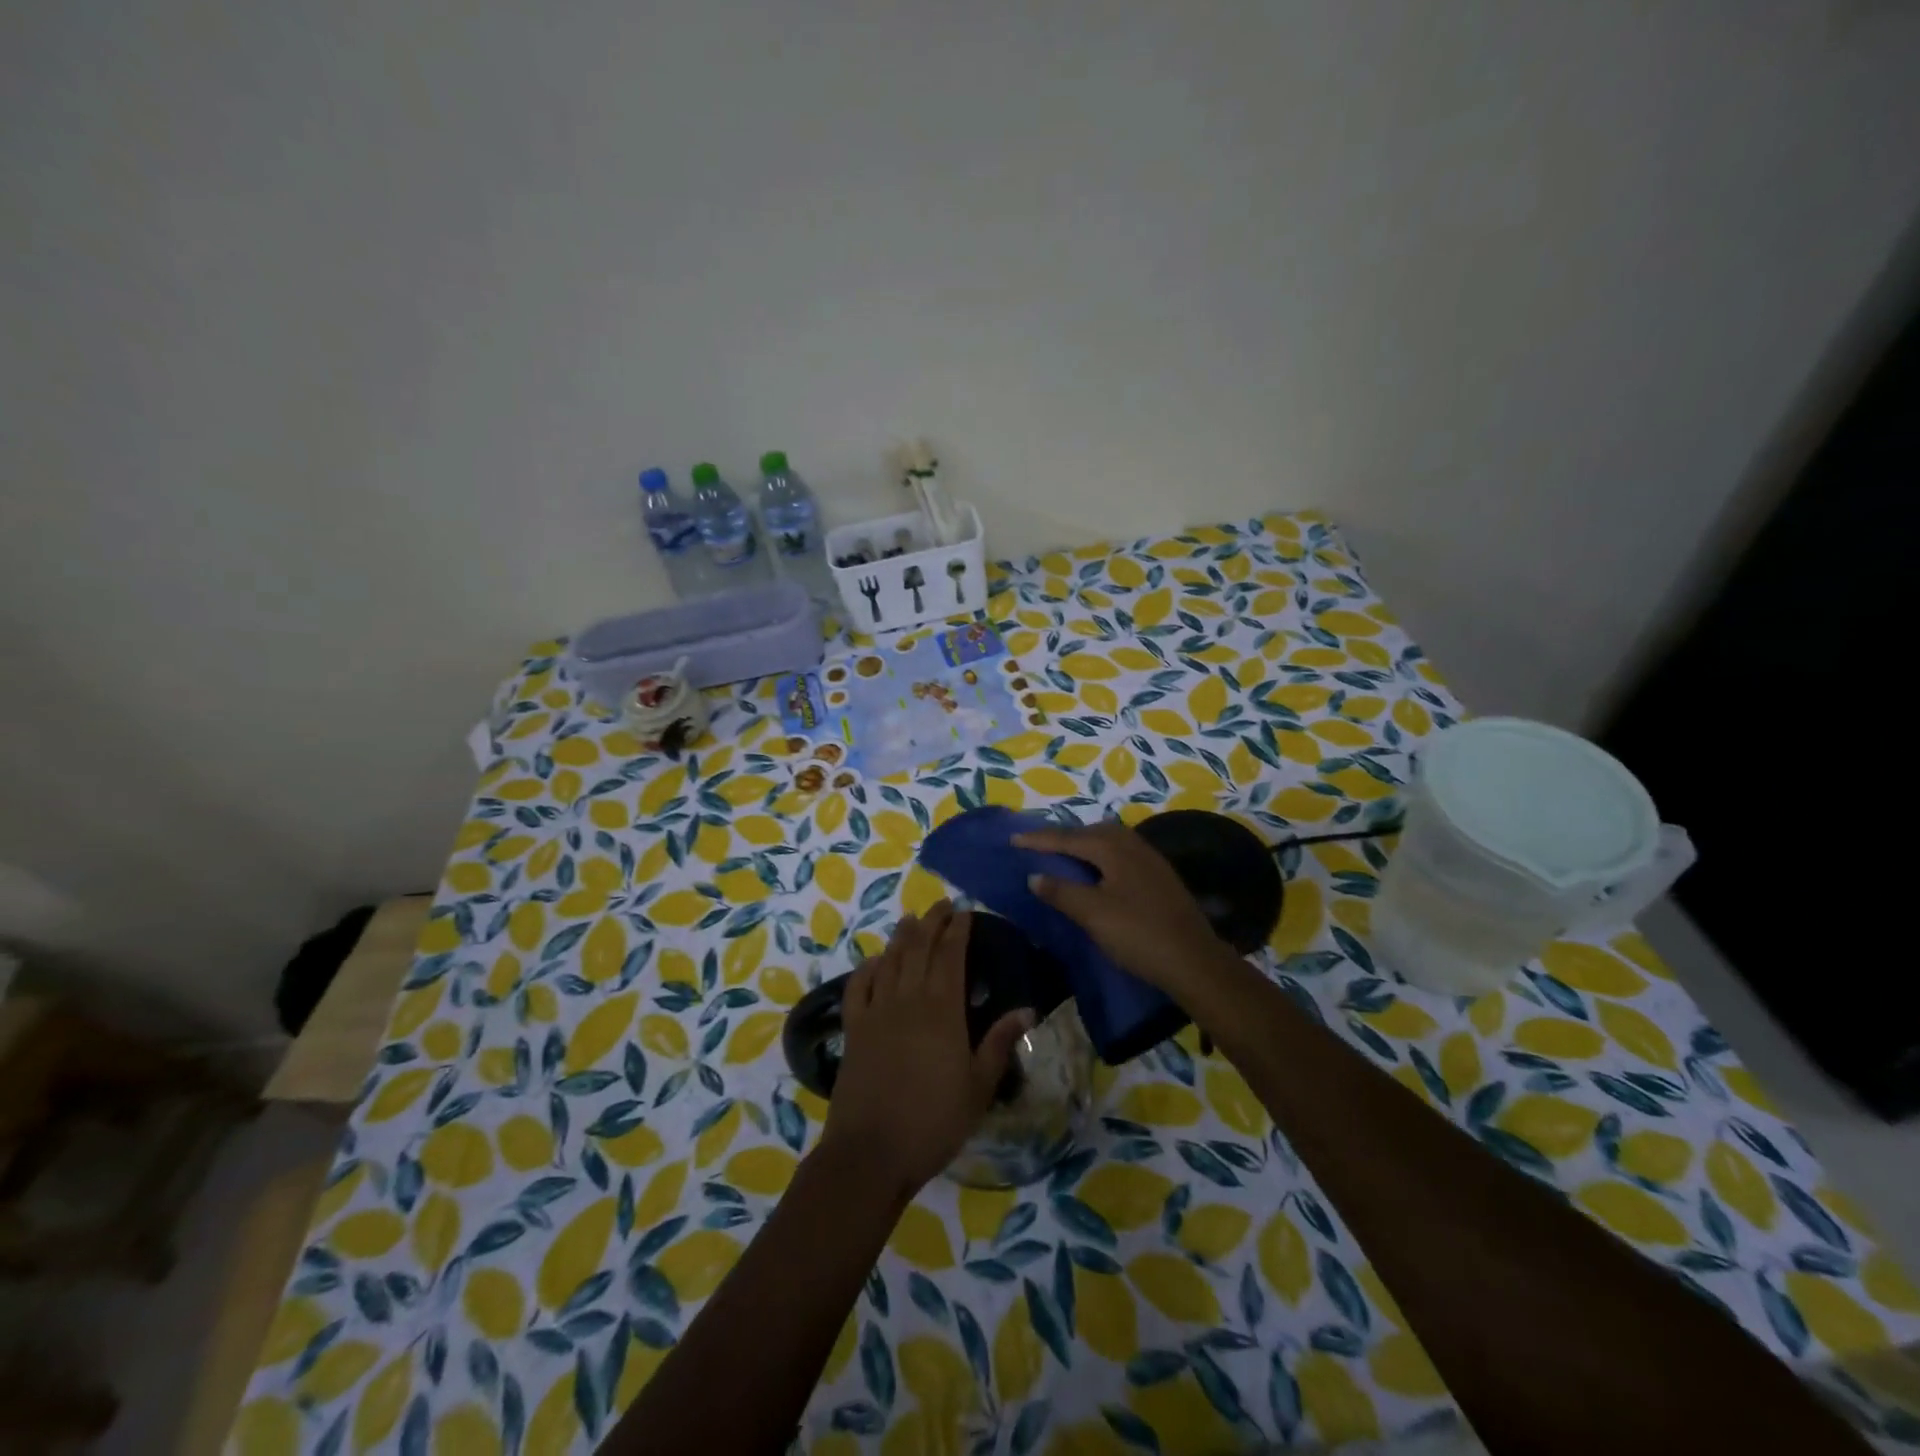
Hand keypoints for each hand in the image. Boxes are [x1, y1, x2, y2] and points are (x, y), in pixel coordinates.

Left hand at [820, 902, 1030, 1200]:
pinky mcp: (853, 1028)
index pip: (951, 955)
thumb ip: (999, 1042)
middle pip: (919, 948)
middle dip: (932, 922)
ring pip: (890, 960)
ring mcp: (876, 1011)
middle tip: (942, 904)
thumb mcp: (978, 1086)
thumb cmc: (934, 1121)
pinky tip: (875, 961)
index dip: (958, 930)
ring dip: (902, 936)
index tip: (965, 911)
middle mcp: (908, 999)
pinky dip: (867, 967)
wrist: (871, 1151)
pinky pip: (858, 986)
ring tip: (912, 919)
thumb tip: (1027, 1009)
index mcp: (942, 1009)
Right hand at [1015, 820, 1233, 995]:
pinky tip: (1097, 873)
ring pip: (1109, 842)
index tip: (1013, 838)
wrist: (1194, 961)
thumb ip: (1061, 892)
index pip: (1068, 838)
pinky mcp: (1160, 877)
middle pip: (1091, 832)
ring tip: (1064, 856)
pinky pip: (1121, 854)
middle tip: (1038, 845)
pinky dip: (1100, 857)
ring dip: (1084, 845)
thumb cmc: (1138, 934)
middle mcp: (1133, 845)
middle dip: (1063, 837)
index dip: (1039, 839)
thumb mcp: (1093, 914)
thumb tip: (1034, 876)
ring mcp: (1150, 860)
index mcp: (1113, 848)